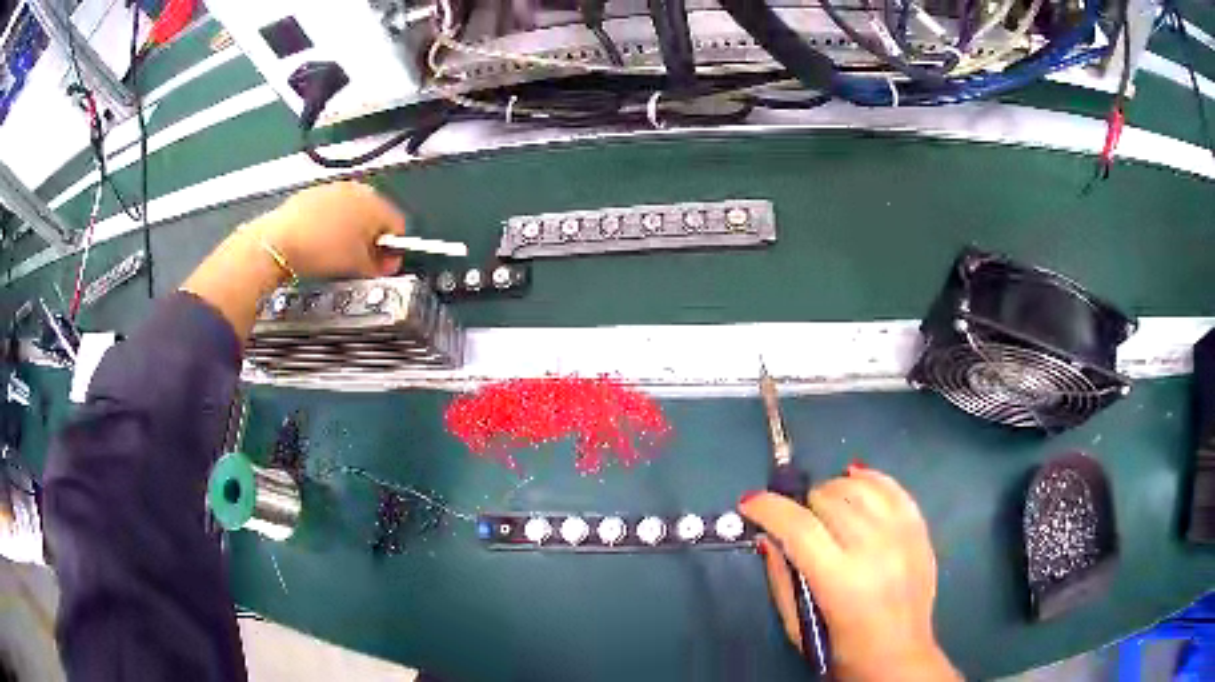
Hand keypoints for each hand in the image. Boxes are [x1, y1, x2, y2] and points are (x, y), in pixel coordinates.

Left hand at [181, 181, 407, 339]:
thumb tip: (387, 263)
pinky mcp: (312, 193)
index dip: (392, 250)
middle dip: (371, 238)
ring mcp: (333, 188)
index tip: (382, 266)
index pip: (398, 226)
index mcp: (375, 203)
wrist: (278, 242)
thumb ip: (380, 265)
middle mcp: (357, 189)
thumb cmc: (322, 251)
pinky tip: (319, 243)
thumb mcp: (357, 266)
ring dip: (351, 230)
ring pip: (352, 210)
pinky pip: (331, 209)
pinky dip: (330, 224)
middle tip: (360, 261)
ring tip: (337, 253)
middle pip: (375, 215)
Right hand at [740, 466, 958, 681]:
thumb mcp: (799, 626)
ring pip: (859, 487)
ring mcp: (902, 537)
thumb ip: (782, 578)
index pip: (799, 528)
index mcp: (840, 582)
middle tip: (796, 522)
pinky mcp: (919, 531)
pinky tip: (855, 479)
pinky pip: (893, 487)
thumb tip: (767, 535)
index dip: (769, 508)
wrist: (900, 658)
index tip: (750, 503)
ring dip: (832, 491)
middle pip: (829, 500)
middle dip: (802, 505)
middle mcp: (875, 551)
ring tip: (825, 508)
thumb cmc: (842, 651)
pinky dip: (870, 478)